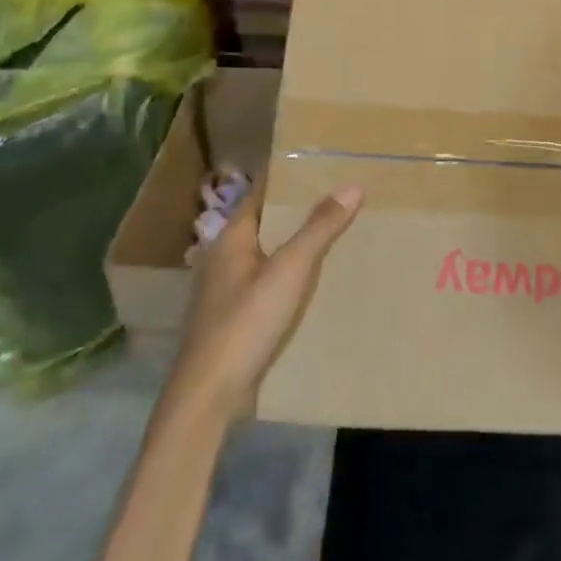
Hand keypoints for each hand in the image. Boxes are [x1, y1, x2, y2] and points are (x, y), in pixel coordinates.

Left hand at [168, 180, 363, 417]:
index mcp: (231, 237)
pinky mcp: (232, 318)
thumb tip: (351, 185)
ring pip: (266, 255)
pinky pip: (266, 284)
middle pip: (265, 223)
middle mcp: (224, 257)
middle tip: (340, 198)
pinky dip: (288, 276)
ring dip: (294, 245)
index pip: (261, 193)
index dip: (288, 178)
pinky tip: (313, 285)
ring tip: (335, 236)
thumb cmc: (245, 323)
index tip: (321, 166)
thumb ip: (319, 228)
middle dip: (298, 212)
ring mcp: (225, 290)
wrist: (209, 395)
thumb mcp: (289, 271)